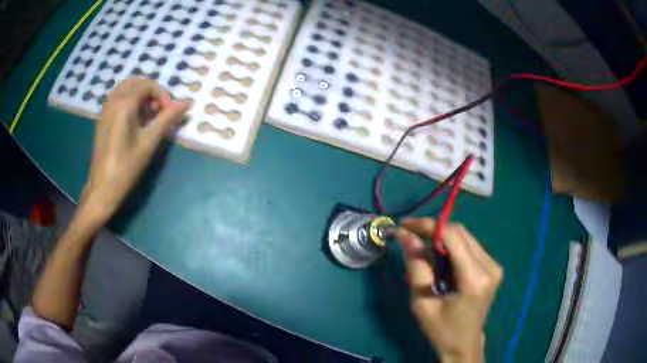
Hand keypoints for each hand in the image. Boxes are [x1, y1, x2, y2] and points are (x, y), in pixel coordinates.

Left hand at [80, 79, 189, 221]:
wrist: (102, 188)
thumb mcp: (149, 142)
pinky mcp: (102, 120)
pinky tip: (134, 121)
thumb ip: (167, 119)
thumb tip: (186, 103)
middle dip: (150, 91)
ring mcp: (105, 110)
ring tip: (147, 115)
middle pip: (135, 82)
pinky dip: (129, 101)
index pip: (148, 85)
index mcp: (124, 104)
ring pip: (124, 89)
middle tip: (158, 110)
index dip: (162, 95)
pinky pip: (117, 99)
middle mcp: (113, 101)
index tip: (169, 113)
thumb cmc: (126, 167)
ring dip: (139, 95)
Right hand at [396, 218, 502, 362]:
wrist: (464, 343)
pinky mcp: (493, 266)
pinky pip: (469, 245)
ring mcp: (494, 265)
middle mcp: (490, 267)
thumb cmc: (441, 329)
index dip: (427, 225)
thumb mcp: (422, 302)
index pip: (452, 236)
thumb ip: (417, 266)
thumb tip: (406, 236)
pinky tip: (439, 259)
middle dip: (432, 229)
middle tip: (409, 236)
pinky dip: (451, 246)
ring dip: (441, 237)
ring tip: (421, 249)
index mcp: (474, 279)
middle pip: (460, 232)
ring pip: (465, 236)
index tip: (405, 225)